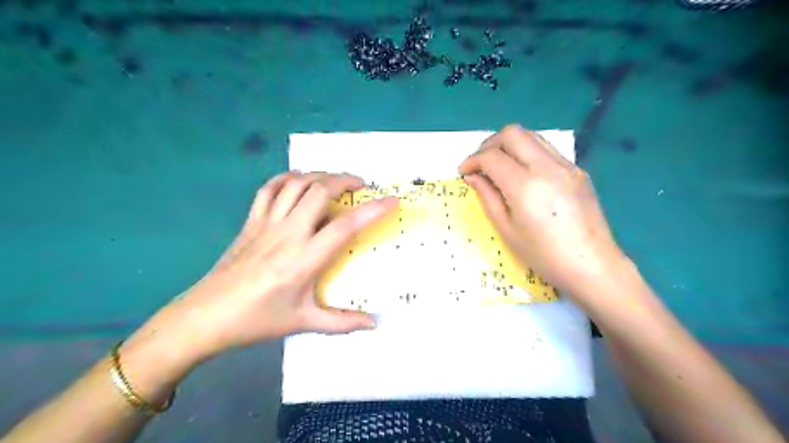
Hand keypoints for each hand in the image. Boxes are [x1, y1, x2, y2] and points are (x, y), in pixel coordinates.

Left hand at [160, 172, 397, 361]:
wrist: (205, 317)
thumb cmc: (258, 320)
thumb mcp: (303, 322)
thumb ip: (342, 322)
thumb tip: (374, 323)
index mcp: (304, 259)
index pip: (346, 226)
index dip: (373, 210)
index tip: (392, 201)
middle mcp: (288, 234)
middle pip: (320, 191)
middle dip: (345, 181)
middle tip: (361, 186)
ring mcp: (267, 224)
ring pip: (297, 184)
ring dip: (320, 176)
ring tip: (335, 181)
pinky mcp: (251, 222)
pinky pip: (269, 189)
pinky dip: (288, 178)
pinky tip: (299, 181)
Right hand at [460, 125, 626, 300]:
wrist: (591, 265)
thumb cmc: (543, 255)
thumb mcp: (506, 229)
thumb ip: (487, 197)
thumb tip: (473, 176)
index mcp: (525, 186)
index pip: (492, 156)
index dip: (472, 160)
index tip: (464, 171)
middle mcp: (547, 167)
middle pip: (512, 133)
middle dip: (490, 144)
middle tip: (480, 163)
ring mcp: (566, 165)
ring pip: (531, 135)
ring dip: (510, 144)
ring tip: (500, 165)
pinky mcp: (577, 170)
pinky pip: (547, 149)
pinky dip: (528, 152)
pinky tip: (524, 174)